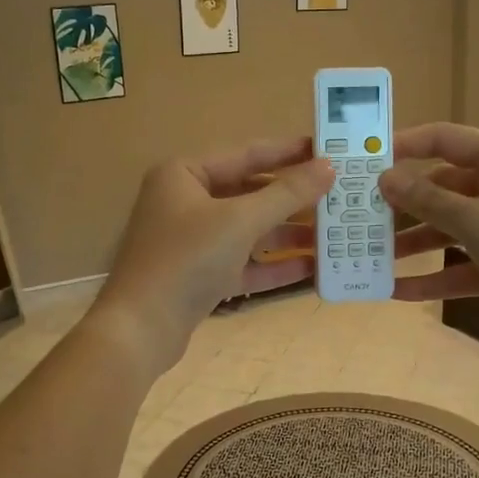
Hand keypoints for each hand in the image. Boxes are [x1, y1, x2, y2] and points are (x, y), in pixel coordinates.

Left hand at [92, 138, 334, 374]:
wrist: (141, 329)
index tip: (328, 148)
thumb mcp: (241, 221)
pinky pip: (242, 261)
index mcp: (184, 174)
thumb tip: (328, 167)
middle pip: (249, 192)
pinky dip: (272, 263)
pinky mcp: (199, 275)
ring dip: (287, 232)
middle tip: (338, 193)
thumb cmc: (187, 259)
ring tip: (333, 232)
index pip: (246, 154)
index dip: (288, 152)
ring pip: (248, 229)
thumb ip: (287, 194)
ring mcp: (191, 240)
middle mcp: (185, 201)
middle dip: (292, 197)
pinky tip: (311, 267)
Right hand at [377, 123, 478, 355]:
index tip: (363, 161)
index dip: (402, 146)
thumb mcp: (476, 221)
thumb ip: (426, 200)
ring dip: (414, 244)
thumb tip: (385, 178)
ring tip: (370, 258)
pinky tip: (398, 292)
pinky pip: (463, 265)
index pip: (443, 139)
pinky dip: (435, 277)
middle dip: (402, 205)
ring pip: (449, 229)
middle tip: (359, 218)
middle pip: (441, 188)